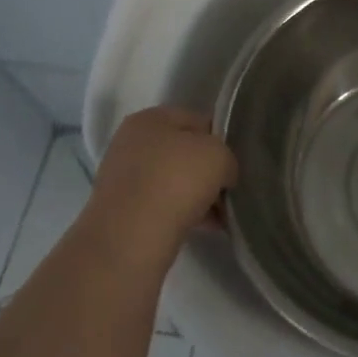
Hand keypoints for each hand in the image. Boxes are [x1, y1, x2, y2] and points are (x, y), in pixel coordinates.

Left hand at [87, 107, 236, 254]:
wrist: (132, 237)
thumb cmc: (176, 181)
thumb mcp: (219, 156)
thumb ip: (226, 158)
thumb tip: (222, 174)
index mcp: (149, 119)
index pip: (196, 120)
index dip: (220, 139)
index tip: (234, 161)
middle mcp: (131, 144)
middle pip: (183, 153)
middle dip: (208, 172)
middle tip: (229, 189)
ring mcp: (124, 179)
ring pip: (174, 182)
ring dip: (199, 196)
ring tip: (222, 215)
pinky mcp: (123, 212)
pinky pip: (163, 207)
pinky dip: (184, 214)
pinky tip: (207, 228)